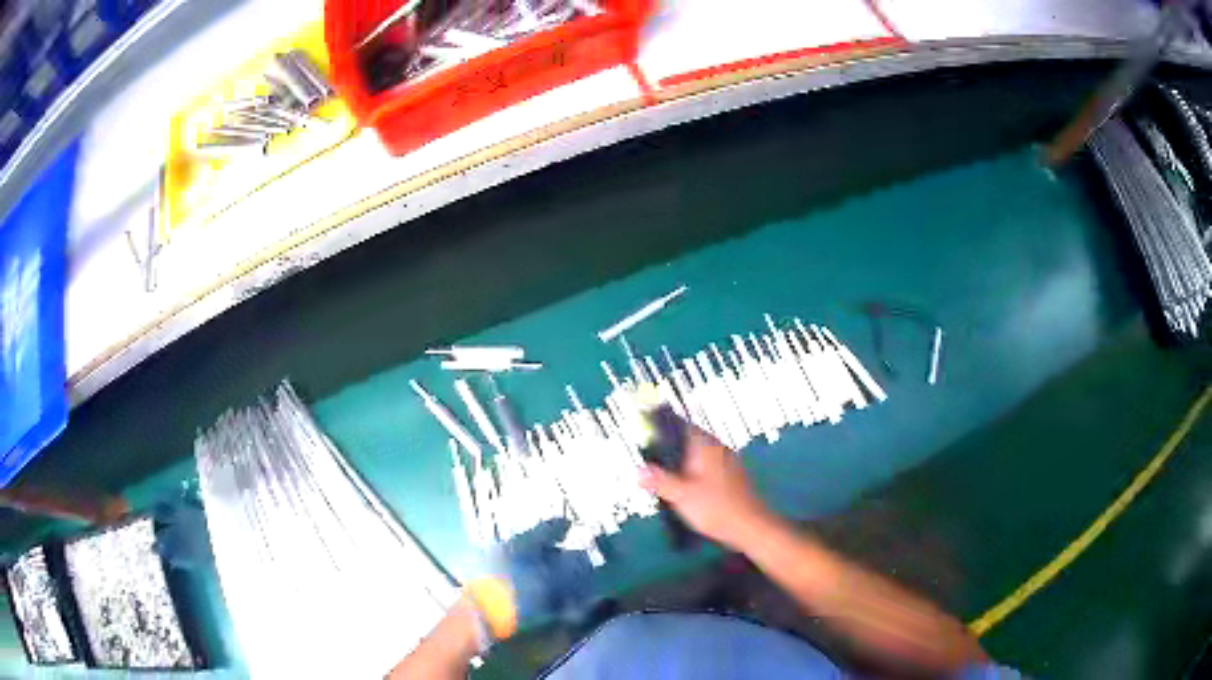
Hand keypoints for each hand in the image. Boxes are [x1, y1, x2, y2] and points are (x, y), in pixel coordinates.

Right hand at [640, 427, 773, 551]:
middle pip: (690, 439)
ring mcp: (727, 461)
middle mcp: (718, 448)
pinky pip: (707, 466)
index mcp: (705, 446)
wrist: (749, 526)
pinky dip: (695, 471)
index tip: (646, 432)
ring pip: (699, 454)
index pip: (682, 424)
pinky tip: (685, 487)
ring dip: (683, 461)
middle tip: (650, 457)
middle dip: (671, 447)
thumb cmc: (715, 507)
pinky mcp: (732, 476)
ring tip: (664, 474)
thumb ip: (659, 481)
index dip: (663, 426)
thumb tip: (638, 470)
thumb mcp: (680, 495)